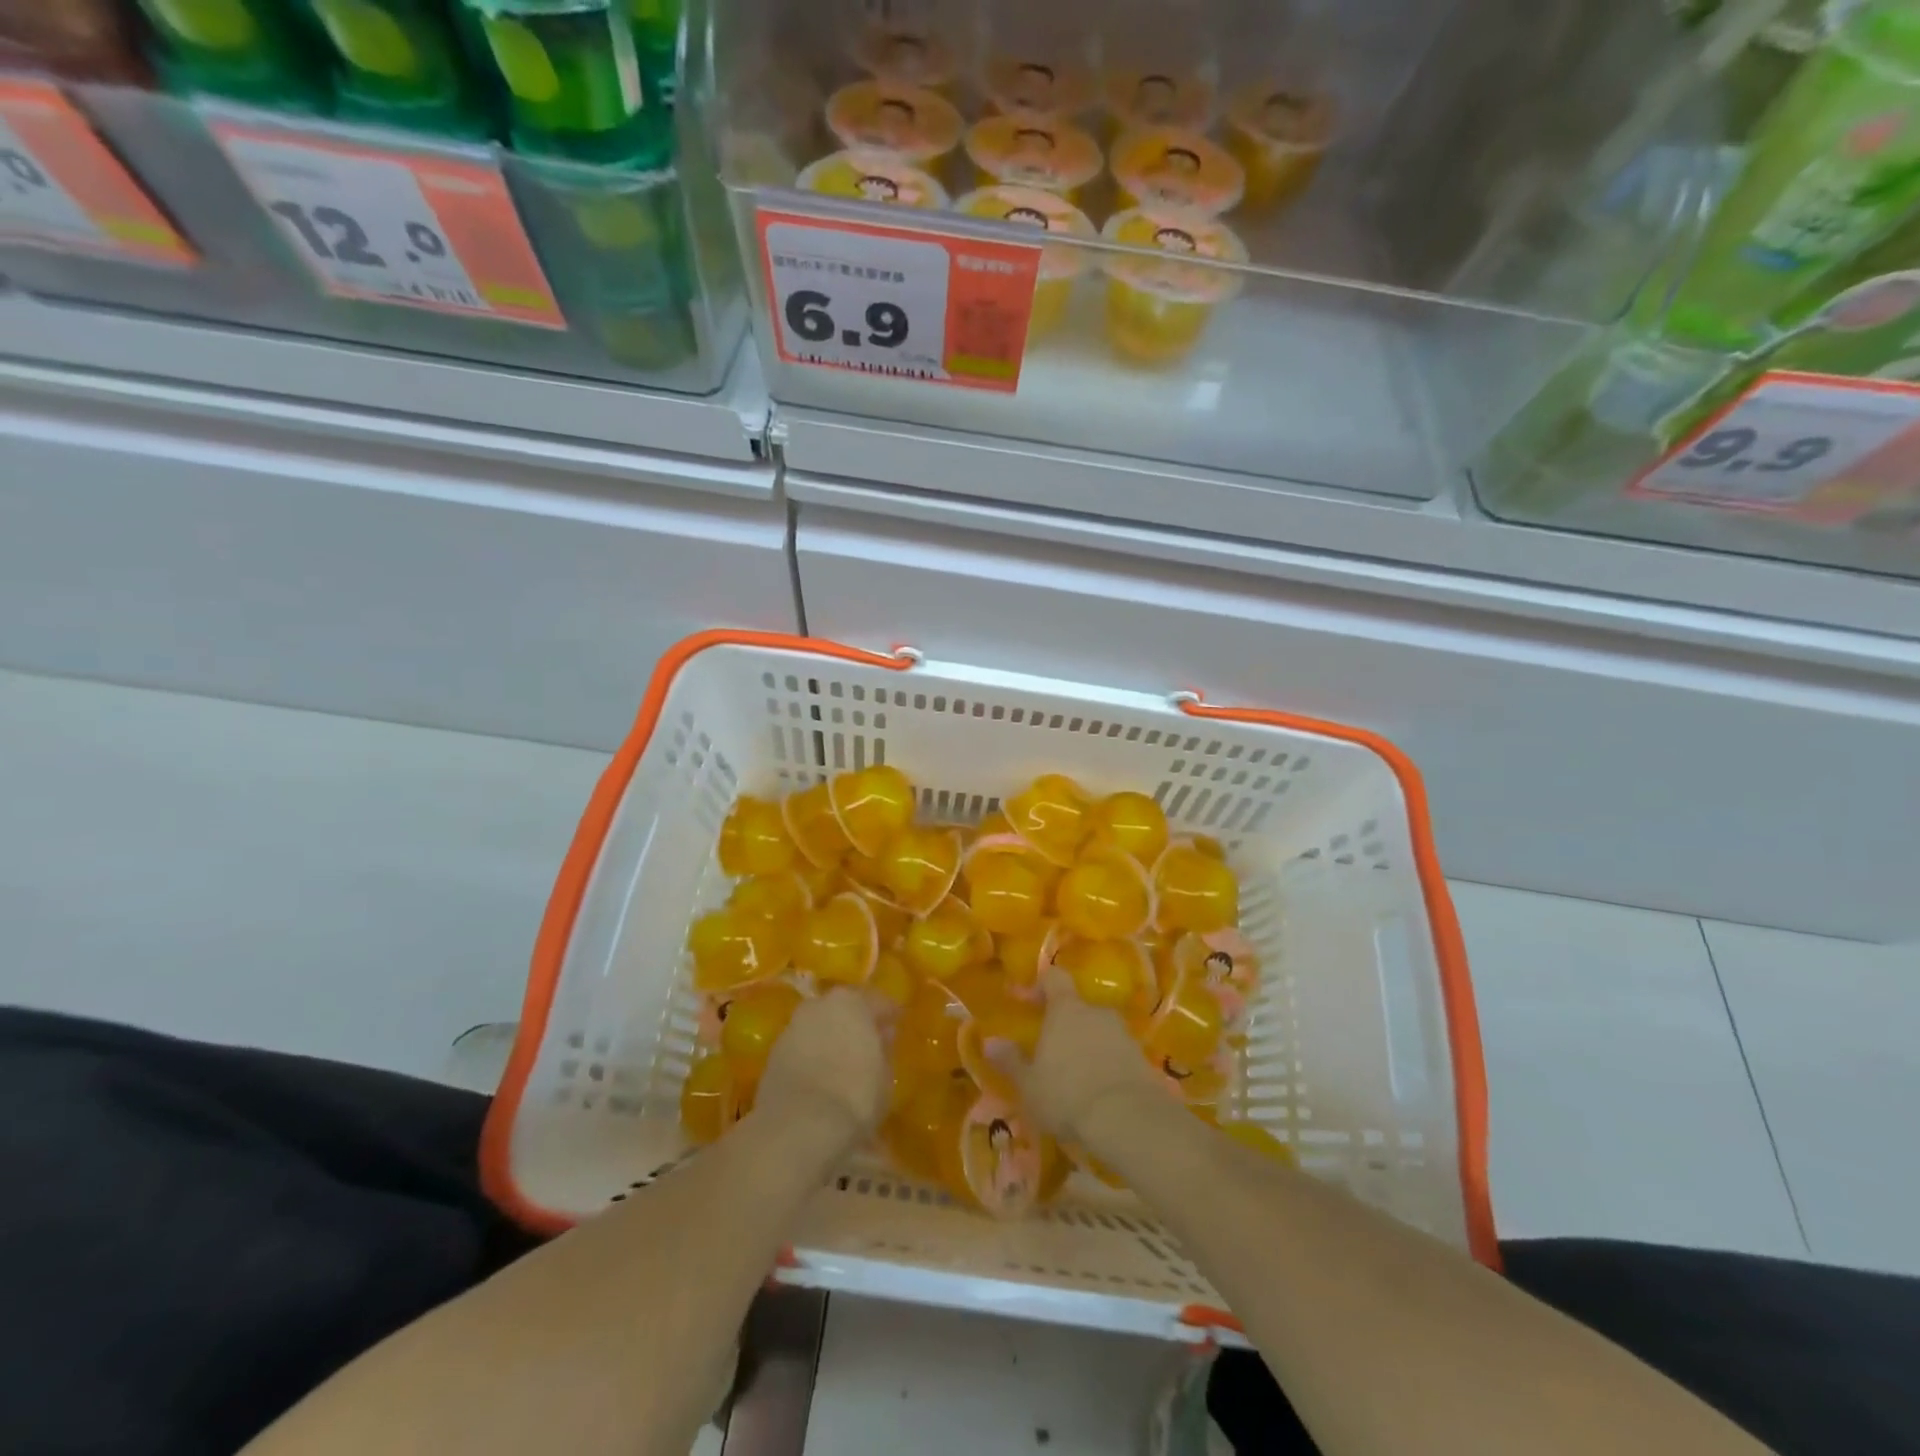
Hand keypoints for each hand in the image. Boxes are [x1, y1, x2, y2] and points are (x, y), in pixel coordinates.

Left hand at [754, 988, 886, 1145]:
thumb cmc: (855, 1095)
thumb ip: (884, 1050)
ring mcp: (792, 1028)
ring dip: (830, 1038)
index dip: (889, 1014)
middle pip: (843, 1009)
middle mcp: (819, 1005)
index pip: (877, 1001)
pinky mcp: (772, 1055)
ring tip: (843, 1062)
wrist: (798, 1126)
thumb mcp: (885, 1076)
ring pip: (819, 1027)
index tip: (898, 1023)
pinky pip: (802, 1049)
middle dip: (855, 1023)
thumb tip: (883, 1036)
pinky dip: (812, 1057)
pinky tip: (821, 1076)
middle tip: (869, 1042)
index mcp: (851, 1001)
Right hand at [1003, 969, 1162, 1144]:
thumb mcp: (1029, 1084)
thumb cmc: (1068, 1094)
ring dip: (1087, 1046)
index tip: (1028, 1001)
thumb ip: (1011, 1061)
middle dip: (1065, 1025)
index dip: (1041, 985)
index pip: (1054, 978)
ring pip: (1099, 1031)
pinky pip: (1118, 1054)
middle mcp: (1096, 1012)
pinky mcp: (1142, 1059)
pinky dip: (1107, 1065)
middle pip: (1078, 1007)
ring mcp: (1123, 1034)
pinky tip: (1099, 1091)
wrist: (1128, 1120)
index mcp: (1066, 1009)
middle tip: (1051, 1051)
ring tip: (1076, 1076)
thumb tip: (989, 1042)